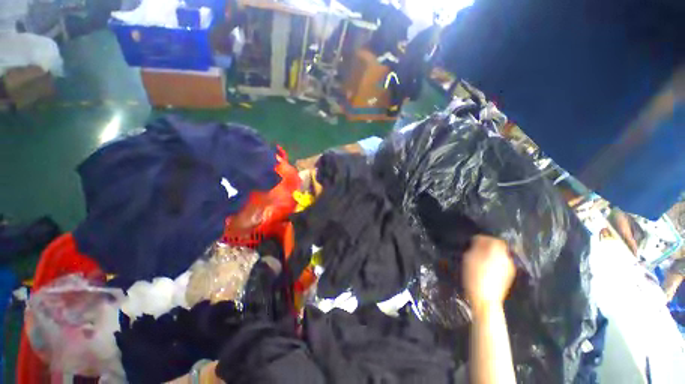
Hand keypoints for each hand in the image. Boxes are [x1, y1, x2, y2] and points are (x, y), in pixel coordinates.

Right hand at [462, 235, 515, 311]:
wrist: (485, 300)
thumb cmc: (474, 276)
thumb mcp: (469, 258)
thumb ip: (476, 246)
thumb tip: (479, 240)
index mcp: (496, 251)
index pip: (492, 238)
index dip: (482, 238)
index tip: (473, 242)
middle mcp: (506, 257)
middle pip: (498, 246)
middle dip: (487, 246)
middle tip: (475, 250)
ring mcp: (509, 267)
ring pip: (500, 255)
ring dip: (491, 254)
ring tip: (479, 259)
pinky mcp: (509, 276)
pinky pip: (501, 263)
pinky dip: (494, 262)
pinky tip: (486, 269)